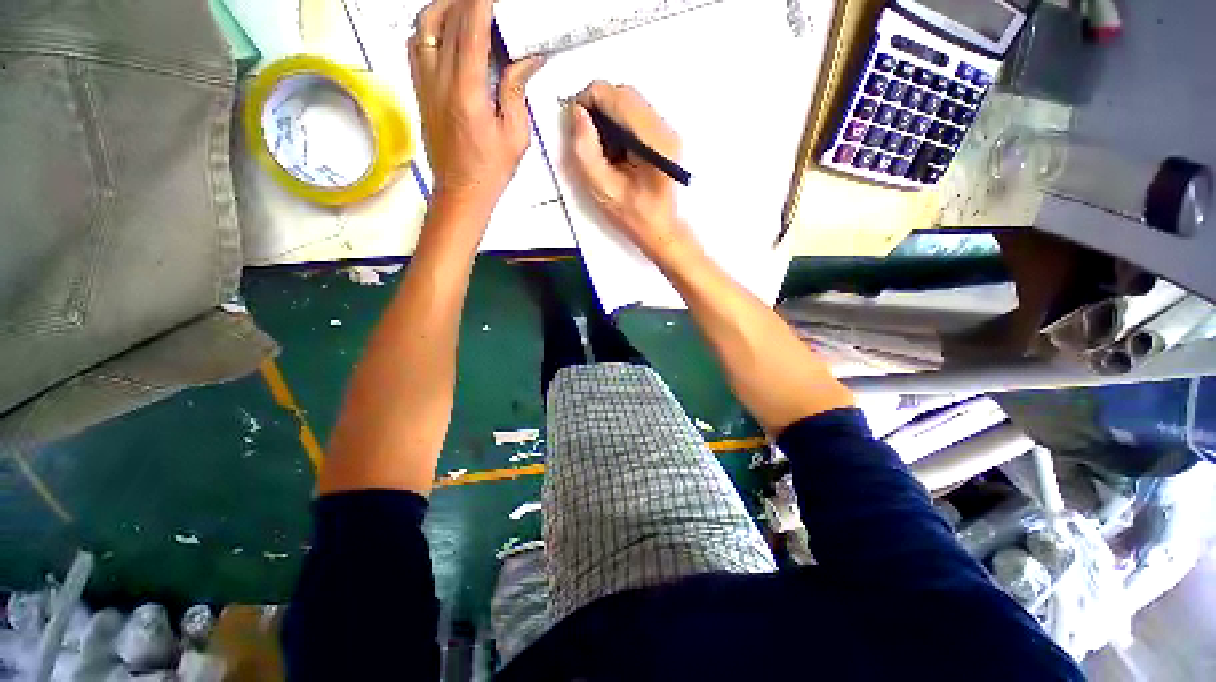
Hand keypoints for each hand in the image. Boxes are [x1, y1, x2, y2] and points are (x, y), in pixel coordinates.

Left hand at [410, 0, 544, 218]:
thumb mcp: (515, 134)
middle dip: (464, 0)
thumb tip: (527, 61)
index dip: (481, 2)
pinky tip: (444, 31)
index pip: (471, 29)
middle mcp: (440, 80)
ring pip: (423, 27)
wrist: (461, 191)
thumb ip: (517, 92)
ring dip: (442, 8)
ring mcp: (425, 84)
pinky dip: (428, 28)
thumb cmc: (490, 170)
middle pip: (445, 20)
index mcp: (468, 90)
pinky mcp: (420, 92)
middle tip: (483, 0)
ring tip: (462, 6)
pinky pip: (416, 47)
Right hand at [566, 81, 690, 259]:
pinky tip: (615, 150)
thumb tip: (576, 112)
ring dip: (608, 116)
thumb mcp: (602, 189)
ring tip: (601, 148)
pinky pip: (636, 114)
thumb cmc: (633, 216)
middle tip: (586, 137)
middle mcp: (665, 129)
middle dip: (598, 108)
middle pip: (624, 94)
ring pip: (630, 102)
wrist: (660, 229)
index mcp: (653, 143)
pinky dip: (619, 124)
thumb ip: (586, 151)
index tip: (574, 122)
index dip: (589, 100)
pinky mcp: (665, 136)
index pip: (617, 97)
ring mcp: (668, 131)